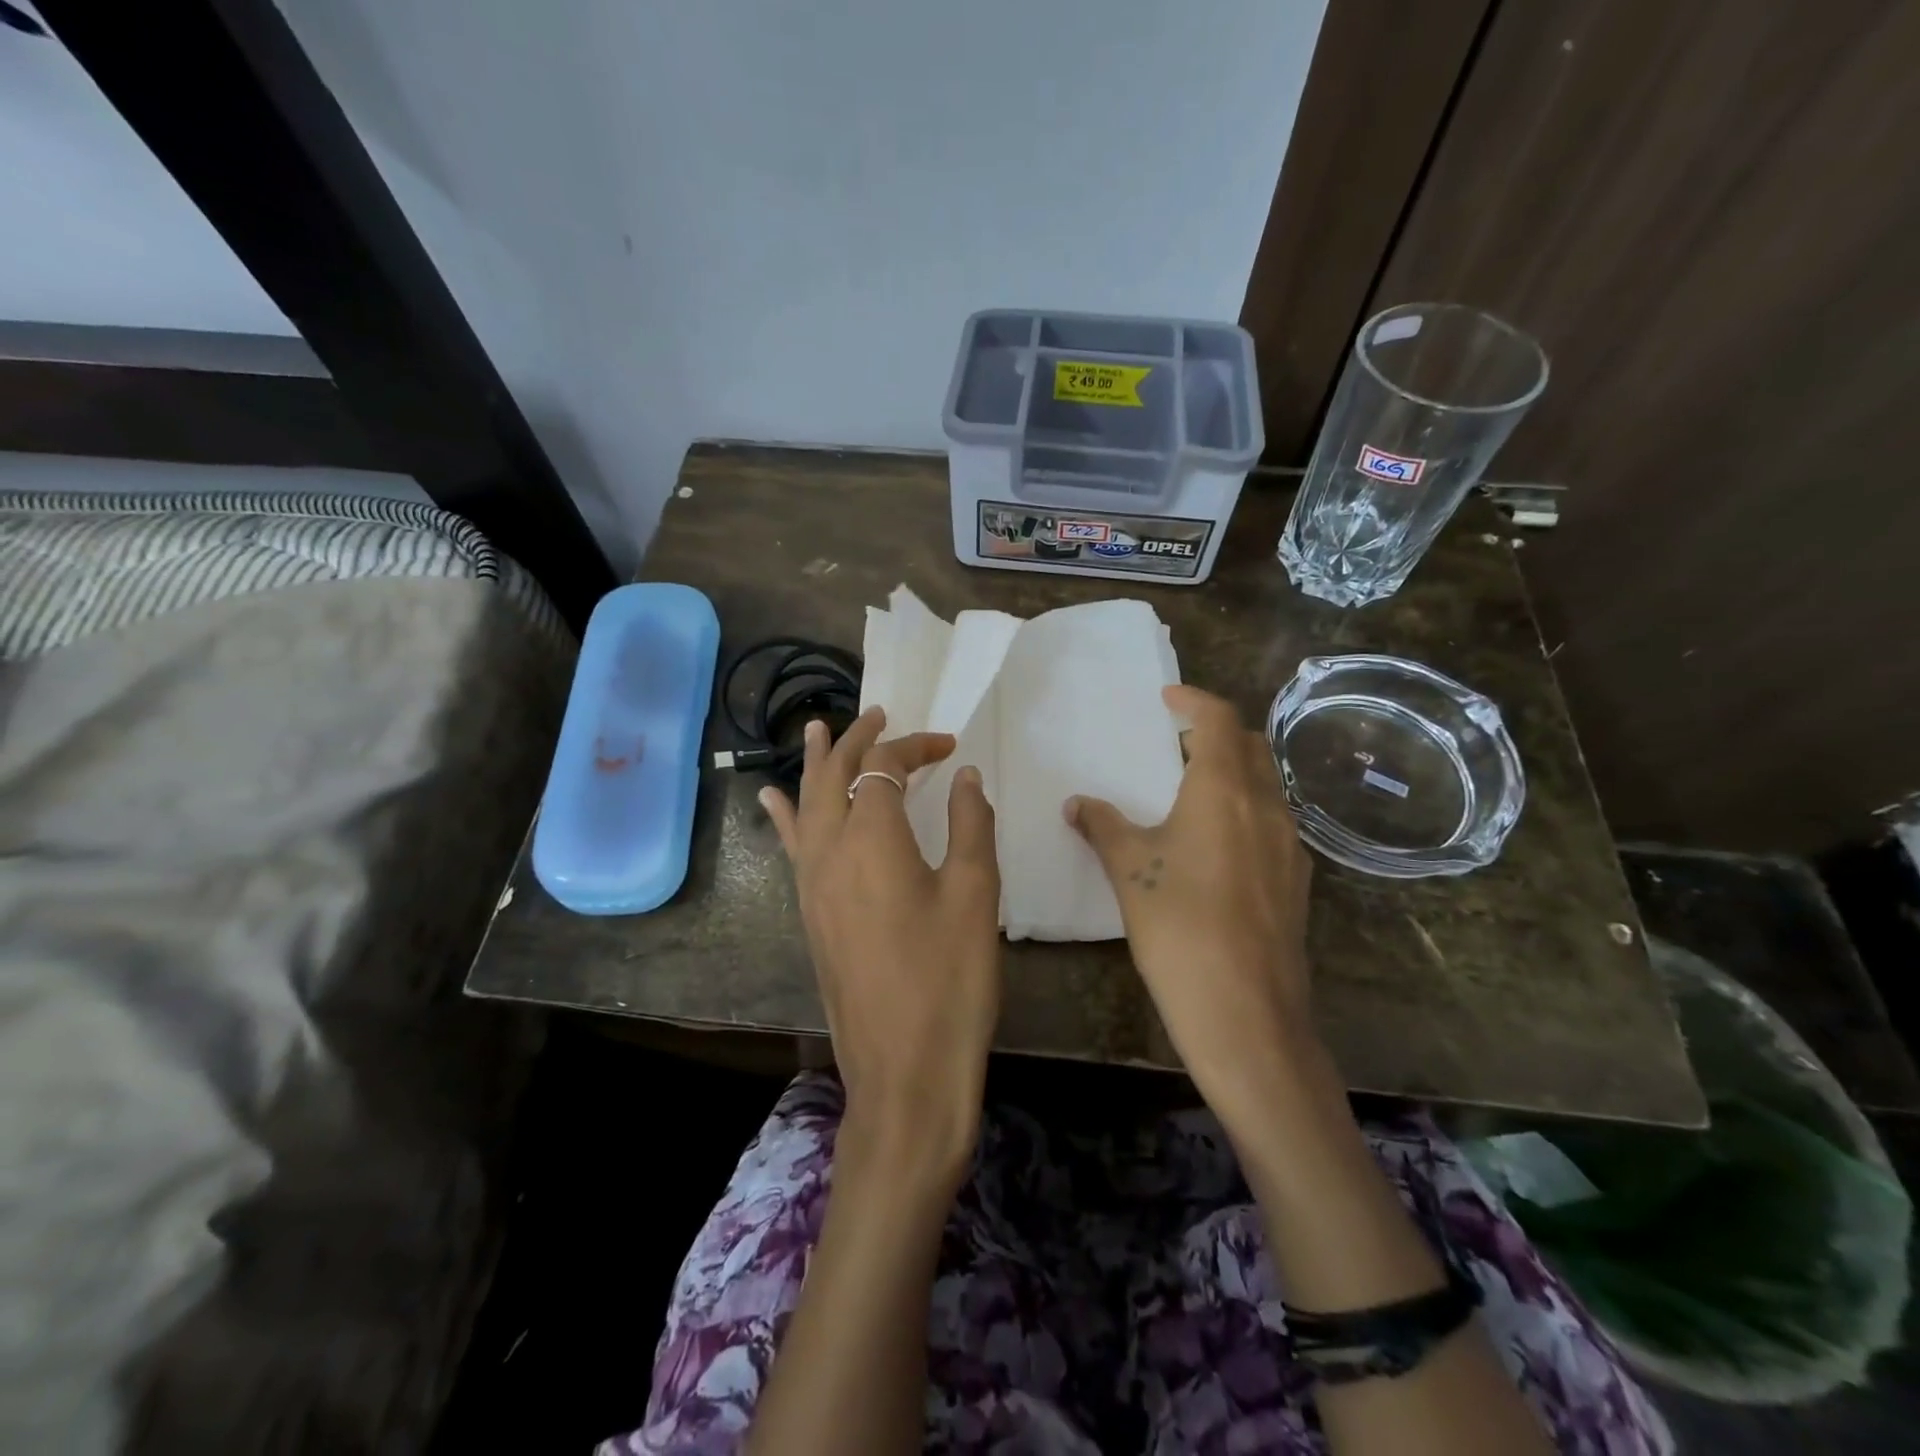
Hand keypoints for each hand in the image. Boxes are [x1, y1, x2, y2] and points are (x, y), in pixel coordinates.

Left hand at [762, 708, 1001, 1183]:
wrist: (903, 1071)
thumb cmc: (949, 980)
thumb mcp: (974, 895)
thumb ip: (969, 824)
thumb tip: (965, 776)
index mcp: (872, 838)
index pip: (885, 767)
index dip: (916, 747)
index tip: (951, 748)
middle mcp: (830, 850)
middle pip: (835, 775)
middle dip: (857, 739)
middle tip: (878, 713)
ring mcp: (811, 883)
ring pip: (807, 804)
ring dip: (817, 763)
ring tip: (818, 729)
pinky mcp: (809, 913)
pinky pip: (793, 845)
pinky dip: (787, 813)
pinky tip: (774, 800)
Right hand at [1065, 684, 1315, 1110]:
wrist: (1246, 1013)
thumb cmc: (1179, 927)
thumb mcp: (1129, 870)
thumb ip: (1103, 826)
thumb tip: (1078, 804)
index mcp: (1223, 791)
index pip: (1217, 719)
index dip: (1193, 699)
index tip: (1167, 697)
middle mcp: (1265, 807)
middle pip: (1250, 745)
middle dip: (1216, 732)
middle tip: (1177, 741)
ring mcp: (1289, 845)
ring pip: (1266, 785)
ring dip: (1233, 772)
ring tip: (1192, 790)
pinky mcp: (1295, 881)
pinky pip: (1271, 823)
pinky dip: (1244, 810)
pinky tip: (1216, 845)